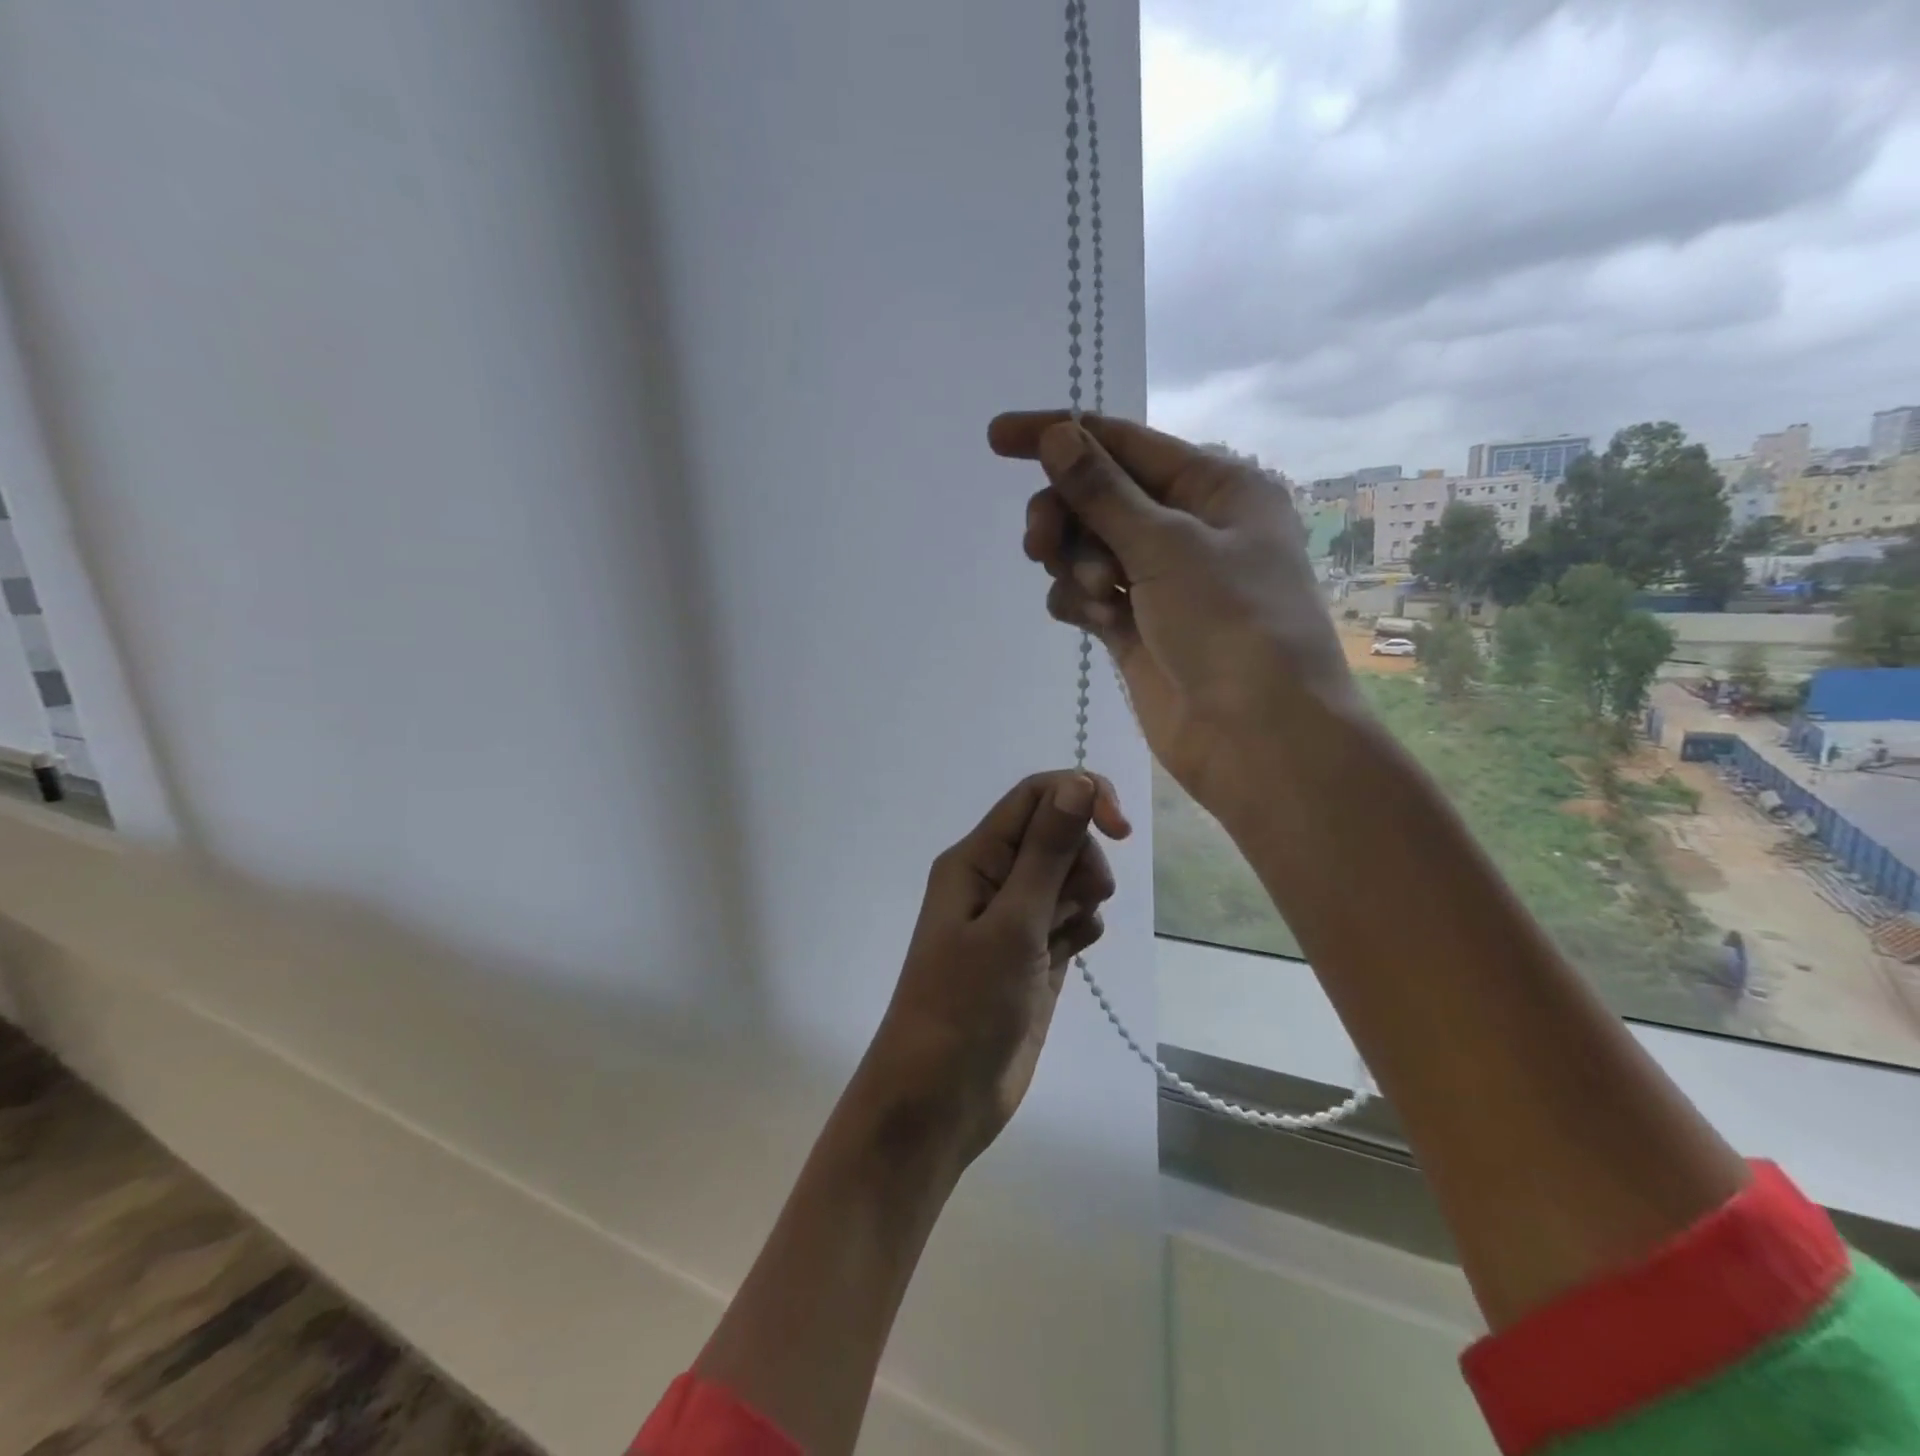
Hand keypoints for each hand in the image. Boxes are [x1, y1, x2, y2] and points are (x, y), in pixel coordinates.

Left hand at [854, 770, 1128, 1167]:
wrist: (941, 1098)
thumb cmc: (965, 1006)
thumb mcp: (1011, 924)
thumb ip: (1046, 852)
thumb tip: (1079, 782)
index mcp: (975, 858)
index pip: (1036, 795)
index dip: (1083, 796)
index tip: (1121, 830)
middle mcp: (993, 879)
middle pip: (1059, 833)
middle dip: (1082, 859)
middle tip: (1075, 903)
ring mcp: (1014, 918)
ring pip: (1069, 876)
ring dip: (1082, 897)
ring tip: (1063, 940)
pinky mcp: (1032, 954)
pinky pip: (1071, 917)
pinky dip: (1080, 928)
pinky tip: (1069, 956)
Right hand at [990, 411, 1361, 817]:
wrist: (1258, 738)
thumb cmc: (1231, 625)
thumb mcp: (1166, 546)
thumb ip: (1103, 492)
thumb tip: (1057, 434)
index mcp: (1215, 487)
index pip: (1123, 443)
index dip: (1058, 435)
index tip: (996, 439)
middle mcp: (1189, 527)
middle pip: (1099, 496)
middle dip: (1065, 514)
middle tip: (1040, 544)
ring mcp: (1161, 581)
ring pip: (1087, 547)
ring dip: (1076, 563)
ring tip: (1096, 595)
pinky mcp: (1138, 627)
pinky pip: (1088, 596)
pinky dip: (1080, 602)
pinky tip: (1095, 619)